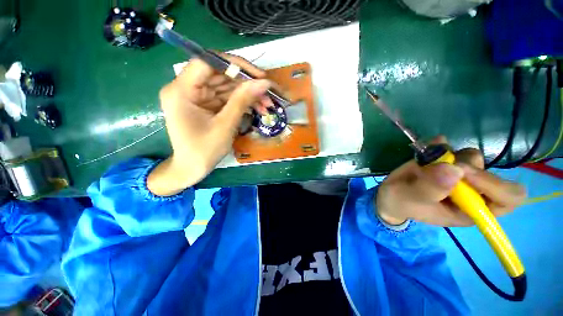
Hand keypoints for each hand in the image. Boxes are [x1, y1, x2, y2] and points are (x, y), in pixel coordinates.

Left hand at [147, 54, 271, 195]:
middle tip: (268, 93)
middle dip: (246, 83)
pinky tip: (258, 109)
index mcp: (181, 90)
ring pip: (227, 86)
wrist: (192, 169)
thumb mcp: (225, 125)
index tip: (258, 75)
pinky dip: (243, 102)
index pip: (207, 62)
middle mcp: (186, 88)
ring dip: (248, 94)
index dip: (235, 64)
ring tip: (267, 104)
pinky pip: (227, 98)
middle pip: (220, 74)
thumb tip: (263, 83)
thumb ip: (242, 101)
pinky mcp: (206, 104)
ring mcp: (197, 96)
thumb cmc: (204, 151)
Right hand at [375, 136, 526, 226]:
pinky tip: (428, 148)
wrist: (390, 193)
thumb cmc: (402, 202)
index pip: (508, 198)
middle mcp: (472, 192)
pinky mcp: (446, 162)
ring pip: (472, 157)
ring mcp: (459, 175)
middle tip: (442, 165)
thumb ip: (430, 188)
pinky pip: (452, 147)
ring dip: (451, 155)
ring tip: (427, 161)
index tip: (465, 175)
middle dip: (467, 167)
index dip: (496, 185)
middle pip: (490, 173)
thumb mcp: (410, 199)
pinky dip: (440, 145)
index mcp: (471, 210)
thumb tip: (455, 169)